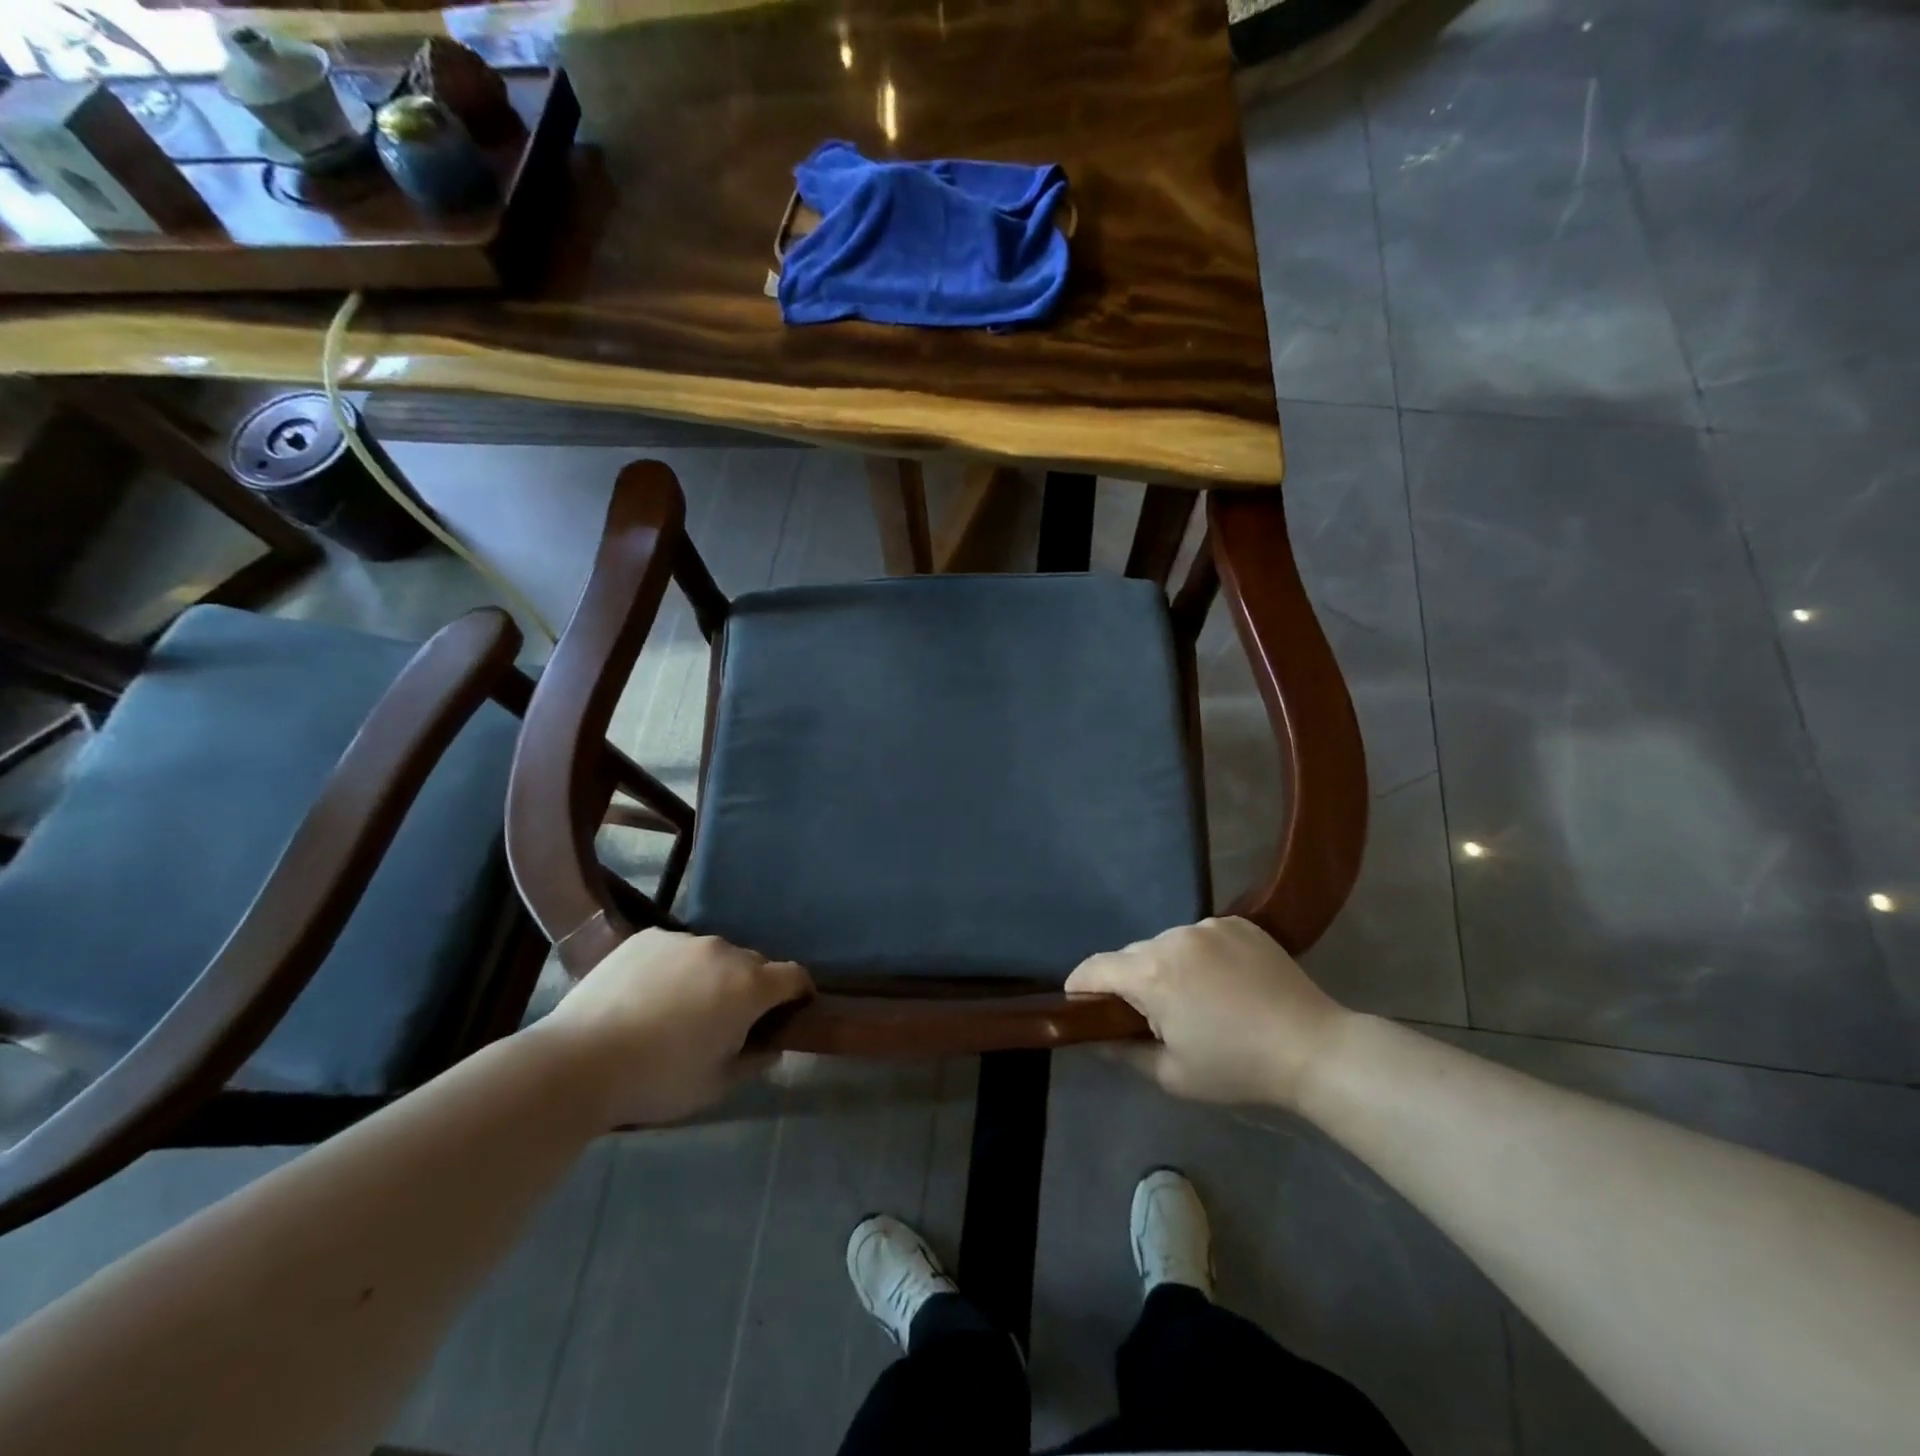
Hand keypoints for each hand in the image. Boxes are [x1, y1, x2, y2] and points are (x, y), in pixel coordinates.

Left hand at [535, 929, 812, 1127]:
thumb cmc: (658, 1080)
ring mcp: (683, 940)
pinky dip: (675, 968)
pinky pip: (676, 949)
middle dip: (751, 988)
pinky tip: (648, 996)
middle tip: (726, 1021)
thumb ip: (755, 1061)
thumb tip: (771, 1045)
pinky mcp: (647, 937)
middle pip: (753, 964)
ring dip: (711, 976)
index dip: (799, 993)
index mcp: (750, 987)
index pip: (795, 976)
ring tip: (679, 1009)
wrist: (578, 1062)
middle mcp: (724, 952)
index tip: (791, 1011)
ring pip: (713, 955)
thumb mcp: (716, 1085)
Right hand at [1065, 917, 1352, 1109]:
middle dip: (1130, 981)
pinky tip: (1224, 982)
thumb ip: (1123, 1052)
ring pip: (1166, 943)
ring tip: (1194, 998)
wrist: (1314, 1048)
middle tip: (1150, 1014)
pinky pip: (1200, 936)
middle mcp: (1173, 937)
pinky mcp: (1237, 922)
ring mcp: (1208, 925)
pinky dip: (1199, 955)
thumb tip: (1094, 1037)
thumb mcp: (1172, 1075)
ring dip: (1166, 965)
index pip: (1095, 967)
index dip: (1081, 985)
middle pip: (1132, 954)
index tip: (1080, 1003)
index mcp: (1152, 974)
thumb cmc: (1238, 1067)